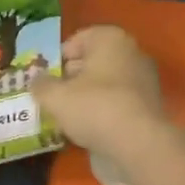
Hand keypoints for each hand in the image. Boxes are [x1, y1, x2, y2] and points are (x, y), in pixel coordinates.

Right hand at [32, 26, 168, 154]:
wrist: (139, 145)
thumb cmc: (94, 108)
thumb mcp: (55, 97)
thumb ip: (41, 85)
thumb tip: (36, 80)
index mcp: (111, 39)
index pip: (78, 39)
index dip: (58, 57)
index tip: (46, 77)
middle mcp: (132, 53)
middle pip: (93, 61)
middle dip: (71, 77)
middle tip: (53, 96)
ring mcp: (144, 81)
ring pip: (105, 84)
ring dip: (86, 96)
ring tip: (66, 116)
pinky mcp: (149, 107)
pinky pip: (117, 103)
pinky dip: (102, 112)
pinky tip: (87, 129)